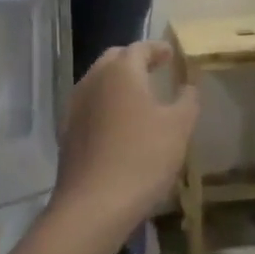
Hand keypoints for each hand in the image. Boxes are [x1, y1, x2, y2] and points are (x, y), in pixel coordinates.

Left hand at [54, 42, 200, 233]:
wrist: (93, 206)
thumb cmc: (142, 158)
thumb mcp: (179, 128)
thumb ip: (187, 100)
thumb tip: (188, 86)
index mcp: (121, 72)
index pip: (139, 48)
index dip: (157, 49)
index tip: (171, 54)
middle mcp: (93, 81)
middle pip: (114, 60)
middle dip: (135, 61)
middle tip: (155, 70)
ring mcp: (75, 107)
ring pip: (98, 82)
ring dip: (118, 83)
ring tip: (139, 97)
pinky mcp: (66, 132)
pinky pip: (89, 106)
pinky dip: (106, 105)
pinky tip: (118, 124)